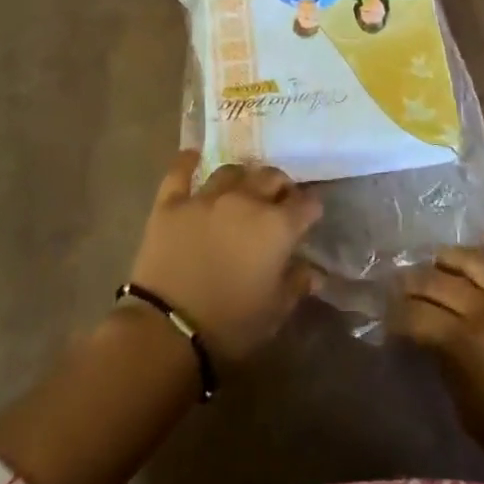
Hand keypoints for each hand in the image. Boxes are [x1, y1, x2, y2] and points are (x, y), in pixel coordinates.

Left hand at [128, 152, 322, 361]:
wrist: (168, 329)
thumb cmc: (230, 325)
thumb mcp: (274, 312)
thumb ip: (296, 284)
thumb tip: (315, 272)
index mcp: (276, 226)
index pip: (305, 204)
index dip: (311, 207)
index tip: (310, 214)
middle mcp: (245, 200)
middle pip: (270, 177)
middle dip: (280, 185)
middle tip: (279, 198)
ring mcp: (206, 197)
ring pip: (231, 171)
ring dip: (243, 176)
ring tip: (243, 185)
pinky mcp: (171, 202)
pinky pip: (180, 172)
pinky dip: (188, 161)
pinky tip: (193, 154)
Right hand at [391, 247, 483, 483]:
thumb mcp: (473, 415)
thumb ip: (449, 369)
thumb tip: (433, 342)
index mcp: (468, 344)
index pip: (418, 316)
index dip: (397, 315)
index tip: (388, 318)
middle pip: (440, 282)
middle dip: (413, 283)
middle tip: (401, 286)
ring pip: (478, 261)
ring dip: (451, 259)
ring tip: (438, 263)